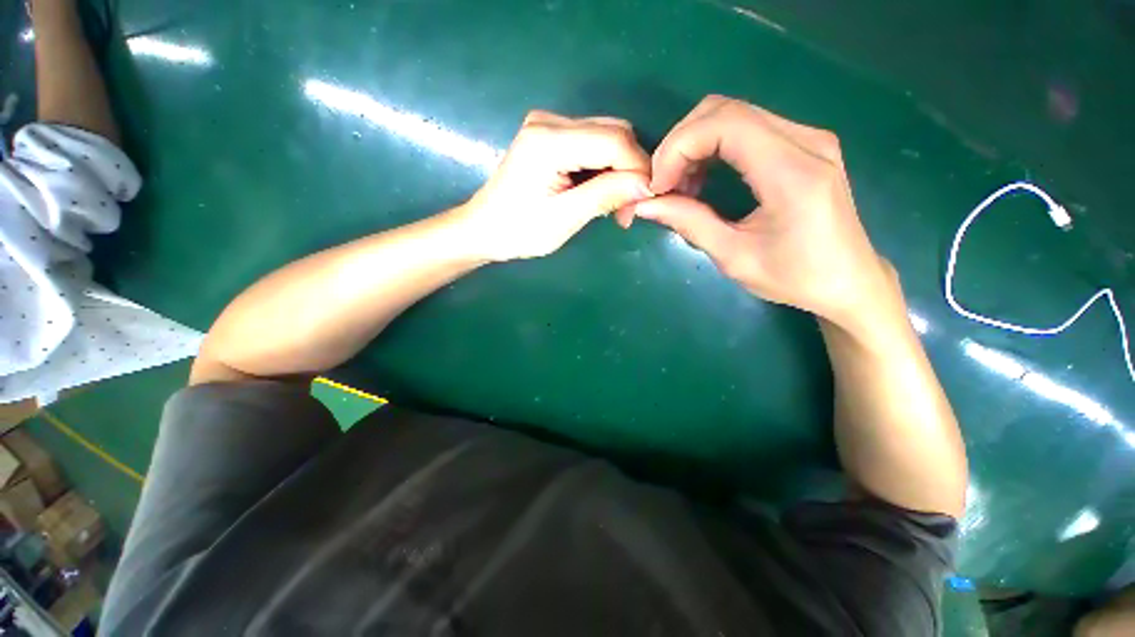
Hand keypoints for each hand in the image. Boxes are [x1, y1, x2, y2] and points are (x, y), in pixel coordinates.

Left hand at [460, 110, 652, 261]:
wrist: (483, 229)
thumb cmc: (519, 231)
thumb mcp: (564, 218)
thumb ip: (605, 195)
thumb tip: (648, 184)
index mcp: (548, 140)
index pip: (614, 139)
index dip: (638, 168)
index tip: (646, 201)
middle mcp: (550, 121)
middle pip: (613, 133)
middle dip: (630, 171)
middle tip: (628, 210)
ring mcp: (548, 125)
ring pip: (606, 138)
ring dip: (619, 172)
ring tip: (616, 207)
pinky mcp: (550, 137)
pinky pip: (592, 145)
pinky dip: (604, 169)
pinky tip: (601, 193)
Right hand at [630, 96, 892, 327]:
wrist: (848, 281)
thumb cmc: (794, 278)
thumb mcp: (734, 257)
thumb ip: (689, 224)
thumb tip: (646, 205)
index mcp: (792, 173)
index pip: (724, 124)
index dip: (678, 147)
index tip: (657, 186)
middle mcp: (806, 141)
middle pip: (725, 110)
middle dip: (680, 143)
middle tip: (662, 185)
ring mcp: (808, 138)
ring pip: (734, 114)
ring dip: (694, 145)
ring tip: (679, 186)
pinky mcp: (804, 145)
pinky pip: (747, 128)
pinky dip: (712, 148)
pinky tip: (703, 179)